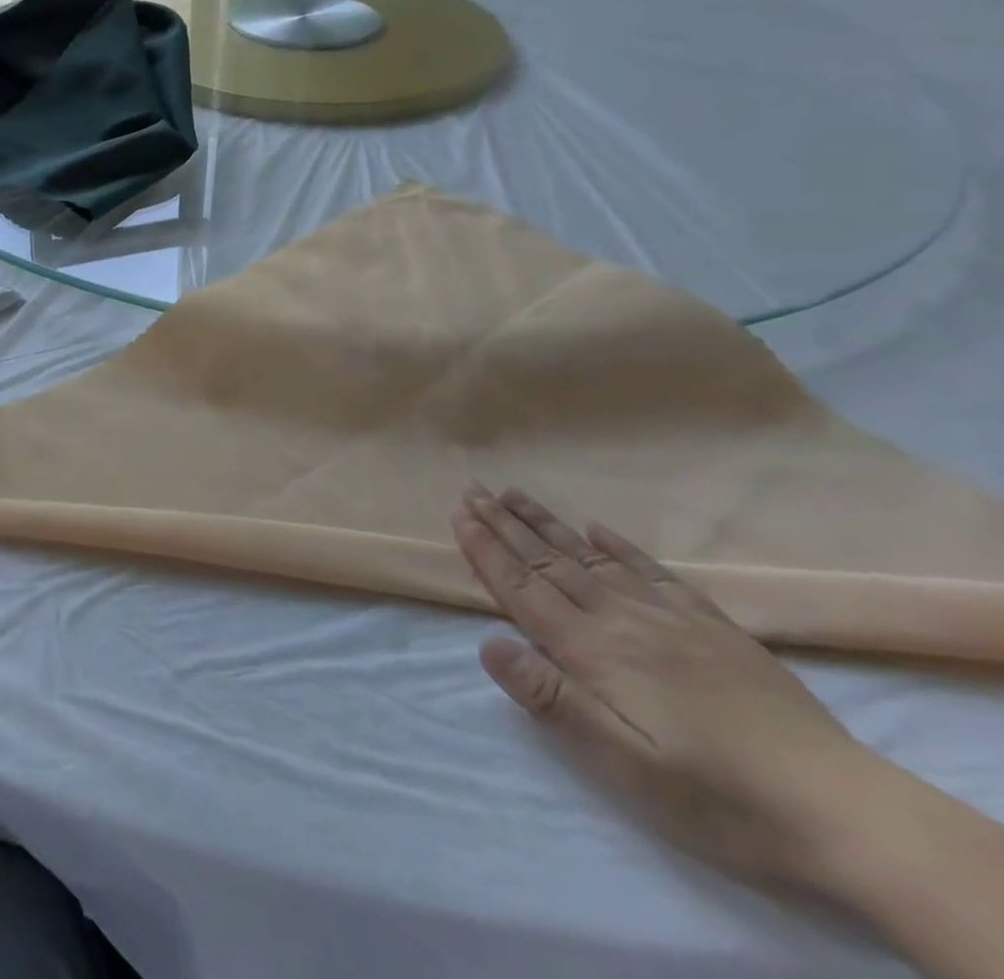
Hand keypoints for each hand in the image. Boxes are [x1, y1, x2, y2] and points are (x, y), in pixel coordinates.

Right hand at [451, 485, 881, 889]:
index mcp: (594, 651)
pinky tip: (600, 530)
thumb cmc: (715, 794)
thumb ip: (551, 698)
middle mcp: (622, 620)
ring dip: (547, 524)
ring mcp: (670, 619)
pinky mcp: (713, 628)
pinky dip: (620, 547)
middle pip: (550, 562)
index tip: (458, 516)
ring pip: (592, 558)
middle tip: (473, 489)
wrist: (843, 810)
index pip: (524, 588)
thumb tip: (486, 642)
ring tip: (515, 494)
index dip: (487, 551)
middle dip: (506, 525)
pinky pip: (654, 573)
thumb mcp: (622, 762)